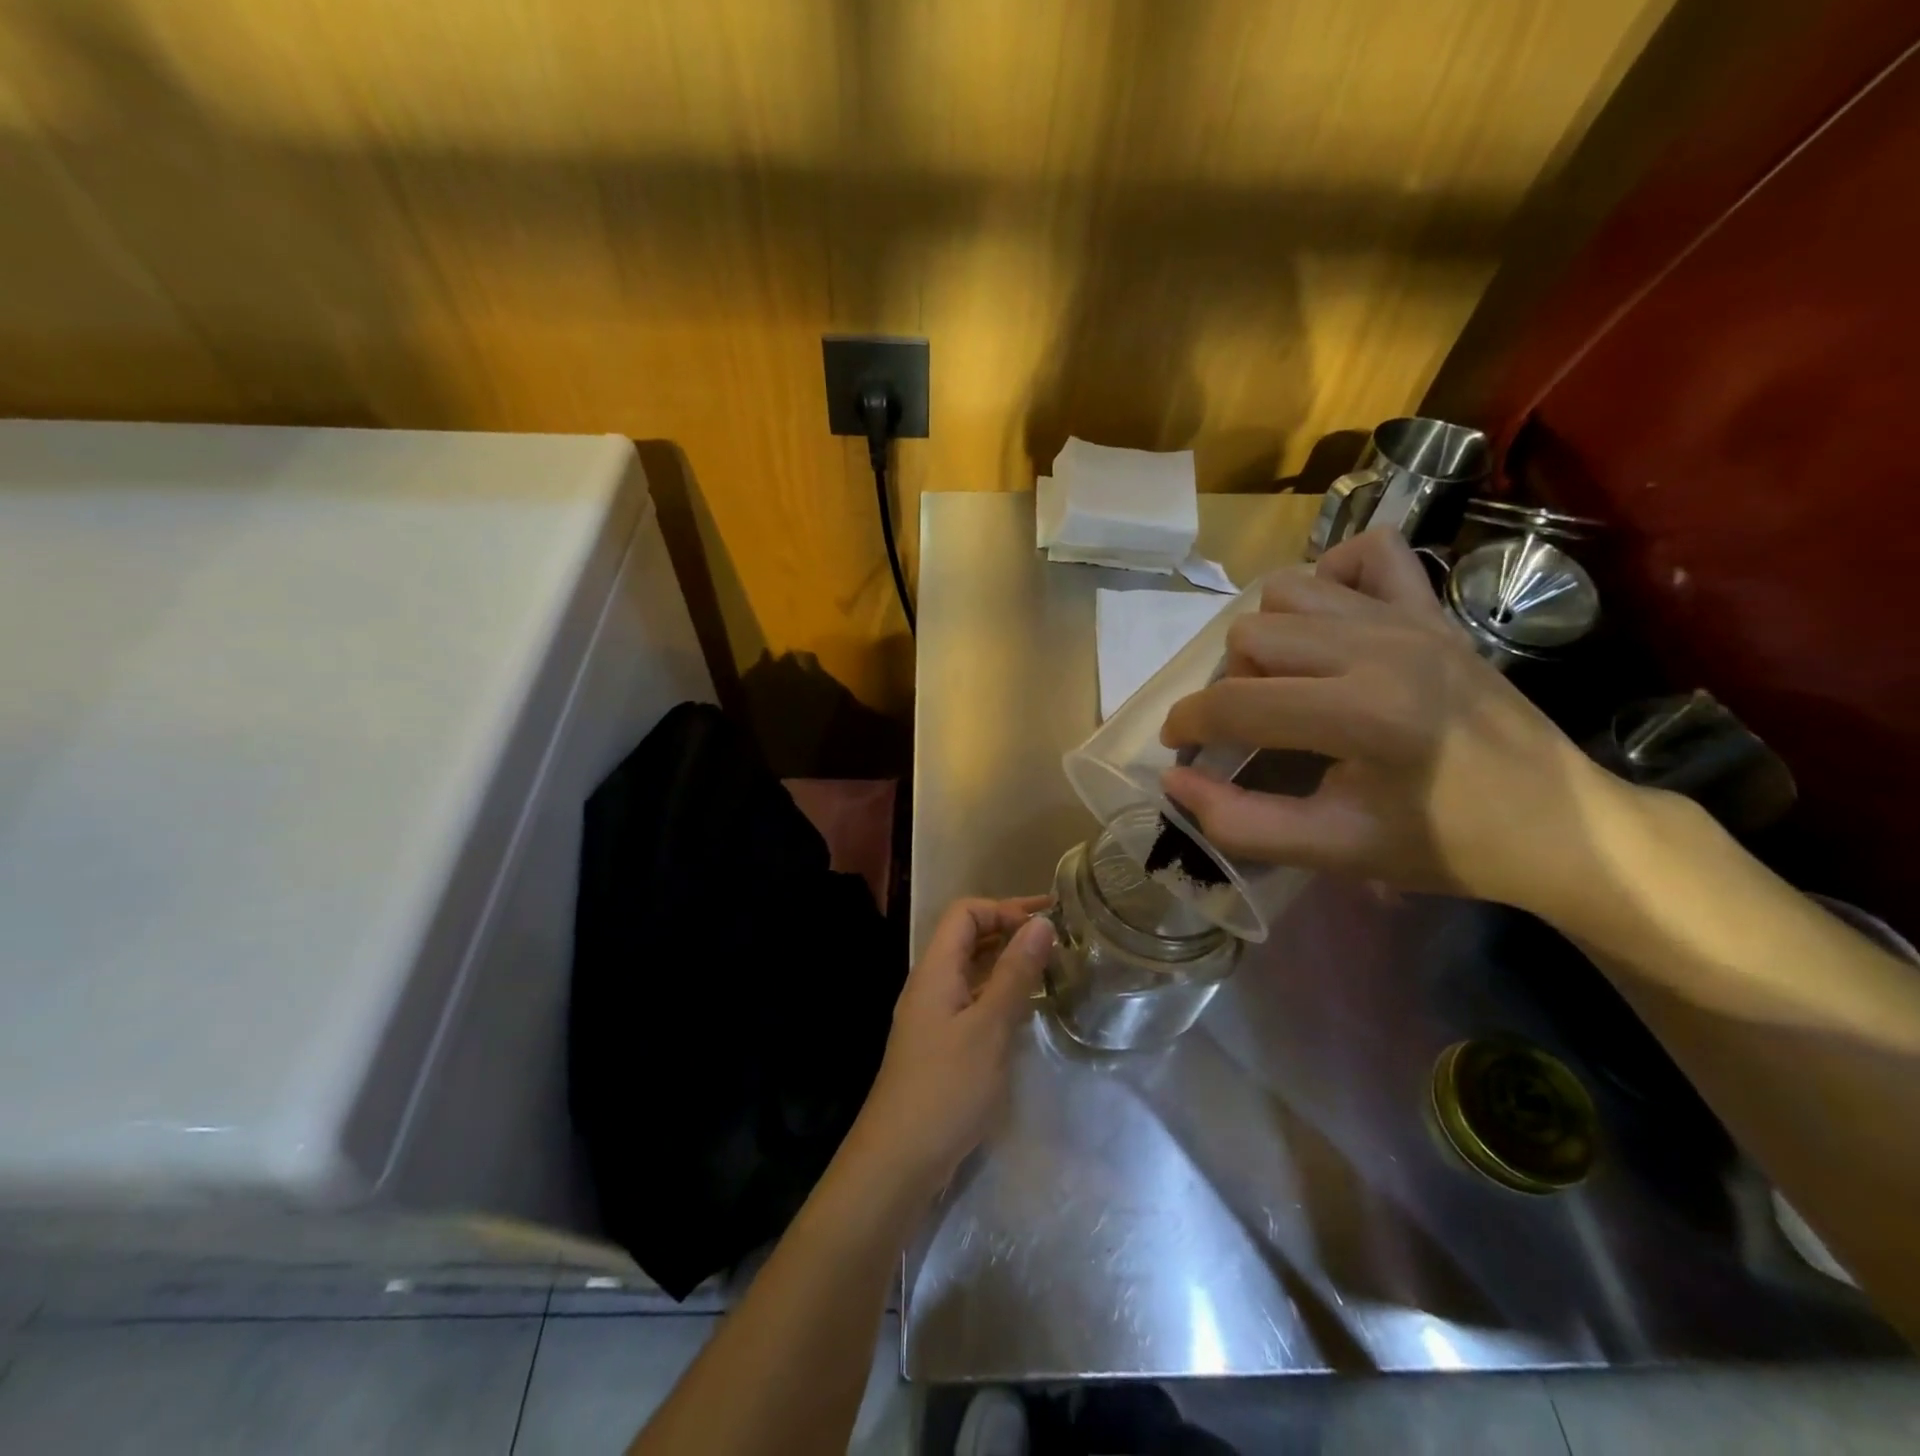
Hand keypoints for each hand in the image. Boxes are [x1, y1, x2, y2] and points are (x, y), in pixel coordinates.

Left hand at [844, 897, 1053, 1200]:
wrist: (900, 1159)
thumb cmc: (947, 1087)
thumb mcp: (989, 1027)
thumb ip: (1015, 973)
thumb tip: (1041, 922)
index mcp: (936, 969)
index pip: (965, 913)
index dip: (1004, 908)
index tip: (1046, 921)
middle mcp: (932, 984)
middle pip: (968, 937)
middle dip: (1010, 929)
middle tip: (1058, 938)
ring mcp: (934, 1014)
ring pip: (973, 970)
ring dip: (1008, 961)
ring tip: (1051, 967)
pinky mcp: (942, 1043)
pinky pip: (973, 999)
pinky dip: (1001, 992)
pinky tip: (1028, 1007)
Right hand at [1159, 530, 1618, 915]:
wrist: (1561, 826)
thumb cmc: (1446, 846)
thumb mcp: (1334, 851)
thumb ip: (1241, 823)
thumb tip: (1175, 780)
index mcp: (1361, 715)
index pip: (1236, 703)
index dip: (1188, 724)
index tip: (1178, 746)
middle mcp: (1381, 648)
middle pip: (1251, 636)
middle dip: (1227, 685)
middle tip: (1245, 729)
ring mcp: (1412, 619)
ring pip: (1290, 590)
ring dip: (1268, 635)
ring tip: (1284, 680)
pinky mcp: (1435, 610)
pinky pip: (1370, 552)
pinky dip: (1333, 576)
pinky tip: (1330, 623)